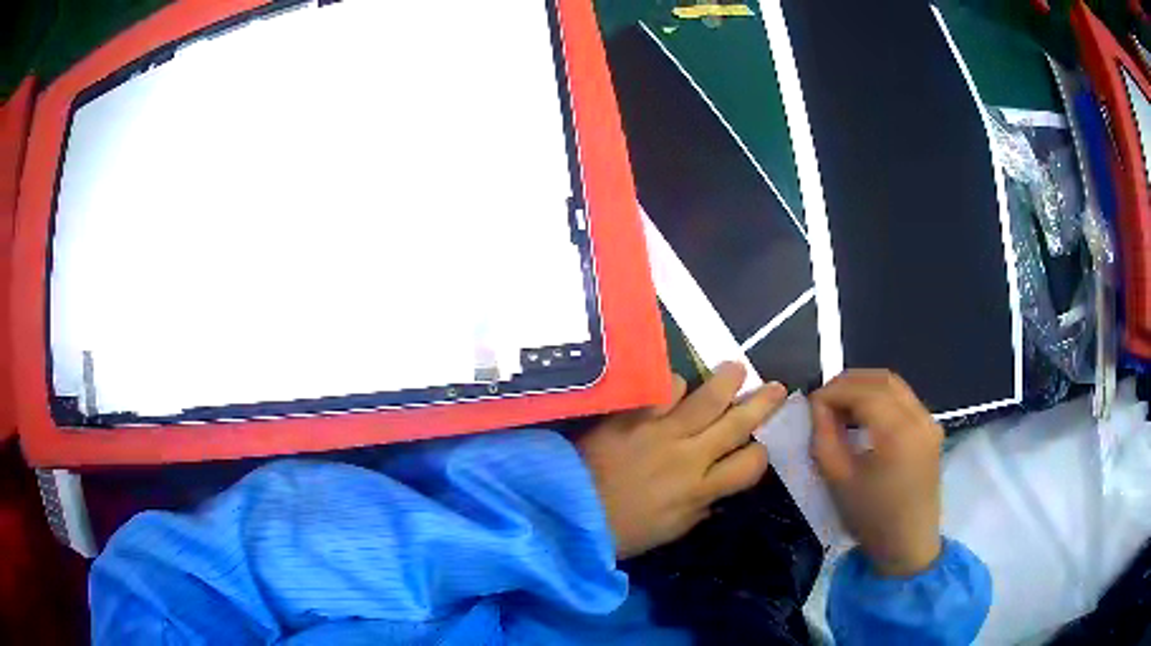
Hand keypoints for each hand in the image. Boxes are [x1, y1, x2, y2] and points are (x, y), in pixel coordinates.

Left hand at [576, 363, 786, 558]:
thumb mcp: (670, 531)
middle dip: (762, 403)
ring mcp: (661, 432)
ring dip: (727, 380)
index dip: (759, 454)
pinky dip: (674, 384)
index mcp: (700, 490)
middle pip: (738, 423)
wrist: (569, 513)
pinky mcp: (633, 416)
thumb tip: (715, 492)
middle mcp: (689, 456)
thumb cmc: (621, 530)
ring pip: (707, 398)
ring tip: (737, 369)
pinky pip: (664, 389)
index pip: (750, 465)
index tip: (756, 448)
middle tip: (777, 386)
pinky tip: (678, 384)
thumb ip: (699, 507)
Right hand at [810, 370, 943, 577]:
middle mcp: (919, 418)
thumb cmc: (871, 519)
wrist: (909, 546)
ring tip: (841, 406)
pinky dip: (881, 398)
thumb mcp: (839, 481)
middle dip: (849, 382)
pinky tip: (864, 417)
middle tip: (823, 399)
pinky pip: (905, 399)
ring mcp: (930, 422)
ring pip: (896, 386)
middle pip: (883, 379)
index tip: (811, 403)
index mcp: (898, 433)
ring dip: (866, 387)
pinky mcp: (932, 429)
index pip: (863, 391)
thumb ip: (824, 437)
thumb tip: (817, 406)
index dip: (834, 391)